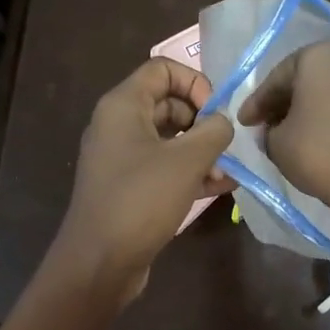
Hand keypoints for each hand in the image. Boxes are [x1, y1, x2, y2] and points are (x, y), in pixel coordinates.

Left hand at [49, 58, 234, 305]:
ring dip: (202, 152)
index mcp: (123, 106)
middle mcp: (118, 125)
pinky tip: (219, 188)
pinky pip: (163, 168)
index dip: (195, 83)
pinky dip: (189, 173)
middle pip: (168, 104)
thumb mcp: (187, 160)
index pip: (162, 69)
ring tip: (228, 174)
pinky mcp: (128, 187)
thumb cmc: (141, 200)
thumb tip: (223, 122)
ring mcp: (121, 158)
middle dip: (202, 122)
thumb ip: (213, 131)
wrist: (100, 261)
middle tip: (226, 146)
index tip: (216, 112)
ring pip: (169, 140)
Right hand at [238, 40, 329, 223]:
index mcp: (318, 57)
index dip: (257, 103)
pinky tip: (316, 135)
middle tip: (264, 125)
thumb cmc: (318, 152)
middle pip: (305, 79)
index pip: (277, 78)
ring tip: (289, 132)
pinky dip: (329, 115)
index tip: (244, 123)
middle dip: (283, 102)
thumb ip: (267, 128)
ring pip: (327, 90)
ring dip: (307, 108)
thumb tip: (272, 128)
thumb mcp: (276, 142)